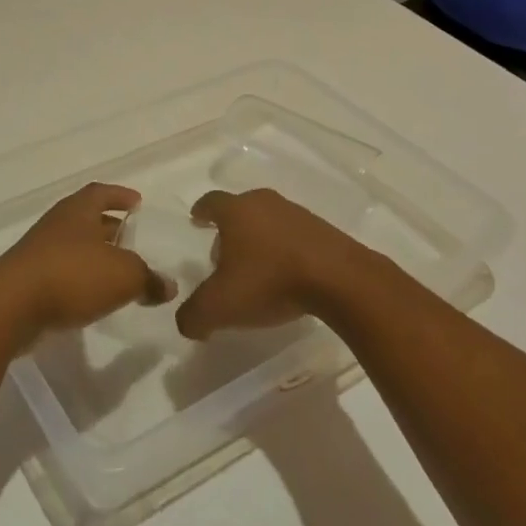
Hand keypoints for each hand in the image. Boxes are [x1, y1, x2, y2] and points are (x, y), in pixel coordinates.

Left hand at [0, 183, 172, 344]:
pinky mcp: (29, 279)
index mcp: (79, 209)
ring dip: (96, 256)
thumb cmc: (72, 275)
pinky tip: (95, 296)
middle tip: (133, 240)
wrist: (11, 305)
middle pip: (88, 219)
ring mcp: (40, 251)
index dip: (120, 196)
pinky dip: (81, 279)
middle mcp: (58, 223)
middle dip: (110, 228)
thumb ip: (148, 278)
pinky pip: (63, 272)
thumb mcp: (124, 275)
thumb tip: (168, 286)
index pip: (102, 192)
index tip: (138, 202)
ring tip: (119, 271)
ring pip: (75, 246)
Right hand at [175, 189, 357, 340]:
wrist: (338, 279)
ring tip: (256, 269)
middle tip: (223, 254)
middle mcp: (264, 203)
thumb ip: (194, 315)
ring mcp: (296, 213)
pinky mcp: (322, 230)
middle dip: (229, 229)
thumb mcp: (220, 306)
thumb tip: (187, 323)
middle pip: (241, 209)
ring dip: (259, 239)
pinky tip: (286, 275)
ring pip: (268, 221)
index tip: (196, 219)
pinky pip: (293, 235)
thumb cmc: (269, 281)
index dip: (201, 211)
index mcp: (236, 210)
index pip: (211, 201)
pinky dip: (284, 249)